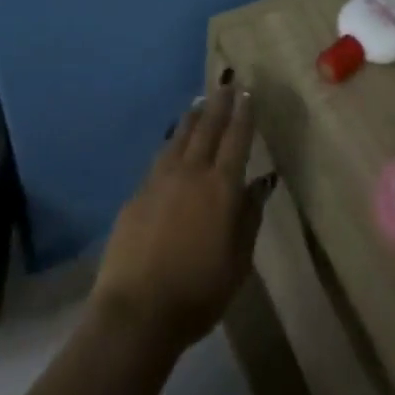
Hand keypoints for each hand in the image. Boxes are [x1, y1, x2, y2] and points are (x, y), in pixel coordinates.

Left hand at [92, 79, 272, 354]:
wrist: (136, 311)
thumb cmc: (198, 293)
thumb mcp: (238, 262)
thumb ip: (249, 218)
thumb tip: (258, 184)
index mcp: (221, 188)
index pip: (236, 139)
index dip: (243, 113)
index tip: (247, 91)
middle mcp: (191, 173)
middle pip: (207, 128)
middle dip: (219, 104)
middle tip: (226, 83)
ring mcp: (160, 181)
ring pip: (180, 137)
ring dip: (193, 117)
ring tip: (200, 102)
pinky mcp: (137, 194)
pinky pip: (160, 158)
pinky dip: (172, 143)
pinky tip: (173, 143)